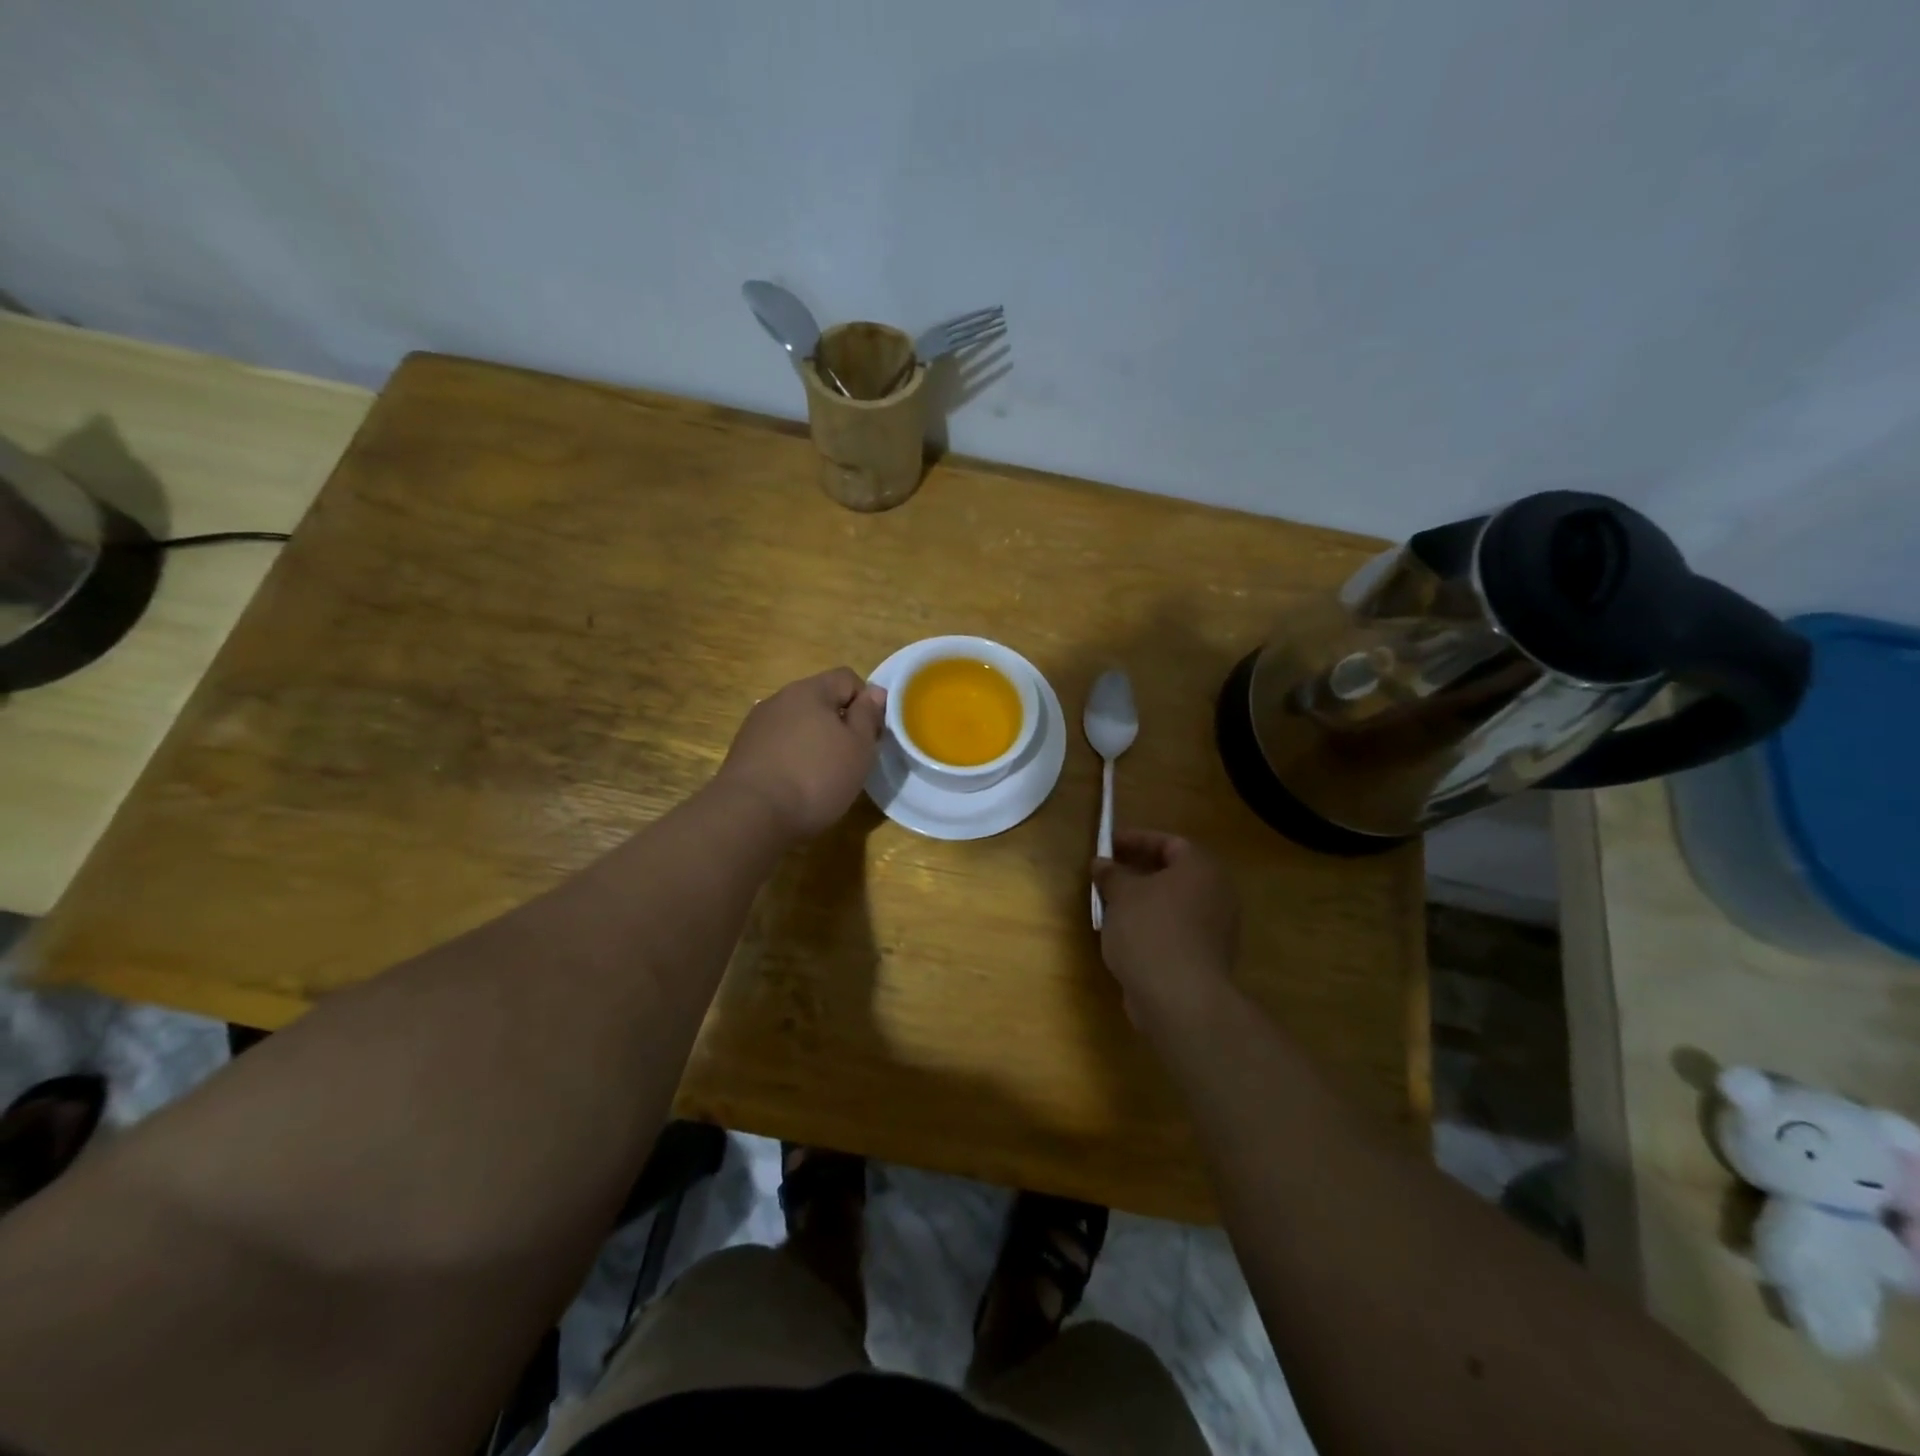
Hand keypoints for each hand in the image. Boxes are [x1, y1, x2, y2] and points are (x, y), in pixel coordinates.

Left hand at [716, 668, 885, 839]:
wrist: (750, 815)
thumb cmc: (815, 777)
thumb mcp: (858, 747)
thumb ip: (868, 715)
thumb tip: (875, 692)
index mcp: (810, 690)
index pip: (847, 678)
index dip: (866, 702)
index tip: (871, 735)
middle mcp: (779, 699)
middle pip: (820, 701)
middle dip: (839, 724)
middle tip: (851, 758)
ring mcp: (756, 725)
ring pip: (798, 724)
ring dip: (814, 742)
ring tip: (822, 776)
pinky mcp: (742, 751)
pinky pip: (778, 745)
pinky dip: (792, 758)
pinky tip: (795, 785)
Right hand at [1092, 828, 1239, 1026]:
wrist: (1179, 998)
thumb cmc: (1150, 930)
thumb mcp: (1121, 894)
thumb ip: (1111, 874)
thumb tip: (1102, 864)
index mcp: (1201, 868)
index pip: (1169, 843)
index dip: (1136, 840)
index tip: (1107, 846)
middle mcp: (1217, 894)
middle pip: (1174, 874)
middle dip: (1138, 872)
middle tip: (1108, 874)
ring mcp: (1216, 929)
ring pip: (1174, 904)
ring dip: (1143, 902)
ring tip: (1110, 905)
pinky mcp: (1207, 959)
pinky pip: (1176, 931)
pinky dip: (1152, 927)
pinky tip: (1125, 936)